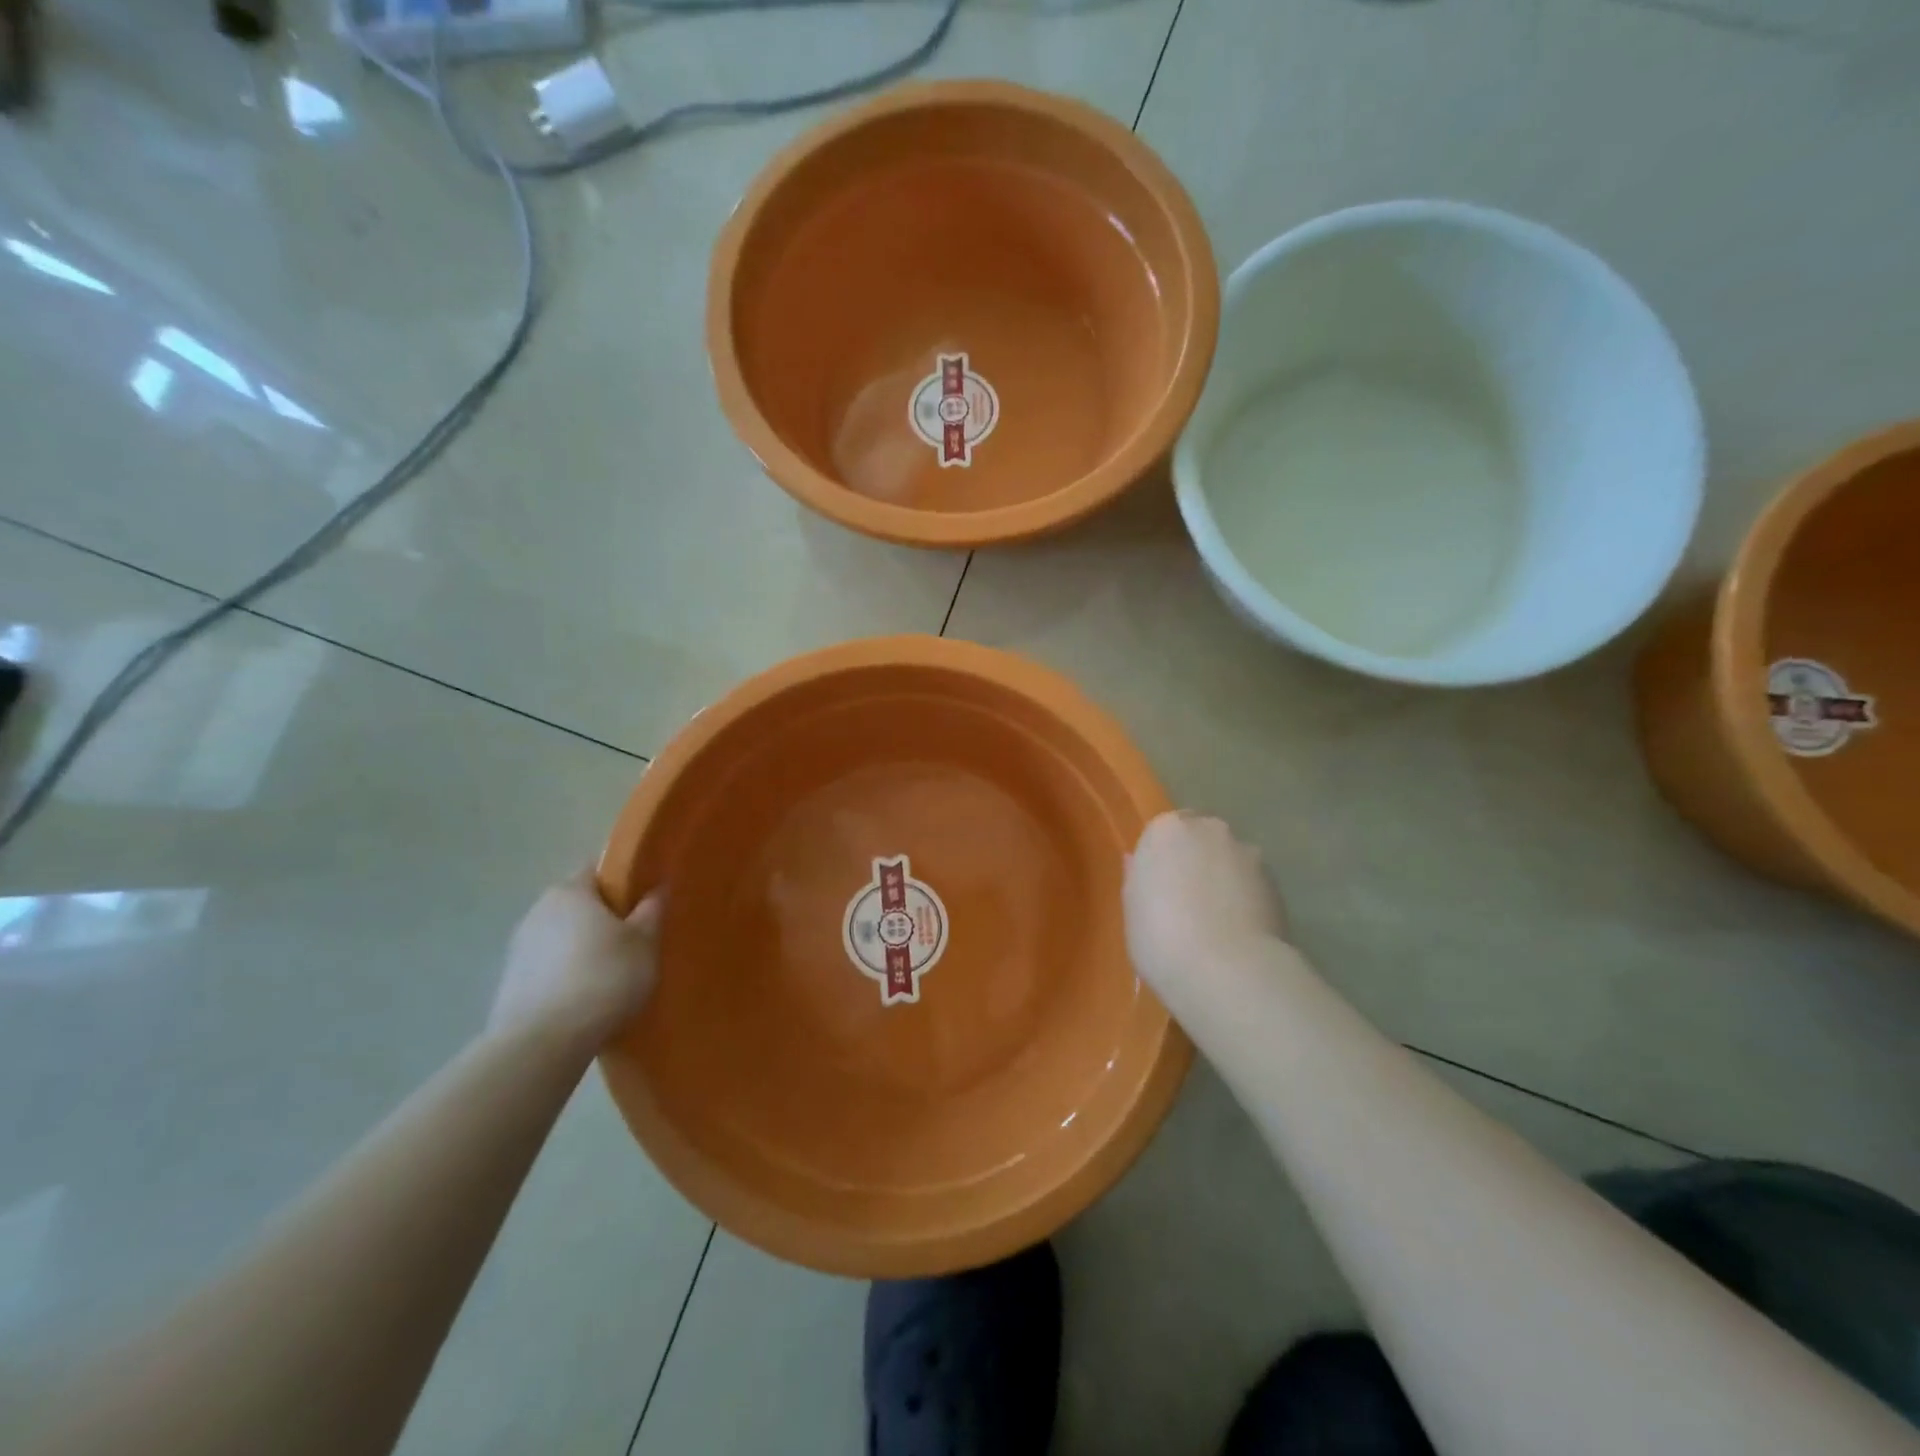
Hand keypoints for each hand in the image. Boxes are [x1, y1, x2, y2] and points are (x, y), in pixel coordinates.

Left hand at [490, 870, 663, 1044]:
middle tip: (633, 940)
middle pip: (578, 905)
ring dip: (583, 949)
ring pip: (561, 938)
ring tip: (611, 974)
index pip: (598, 870)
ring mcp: (518, 949)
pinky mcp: (509, 984)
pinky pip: (548, 968)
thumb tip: (655, 888)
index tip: (643, 902)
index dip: (623, 881)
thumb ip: (652, 910)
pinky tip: (586, 999)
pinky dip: (566, 976)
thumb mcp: (645, 942)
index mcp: (570, 891)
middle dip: (603, 918)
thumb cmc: (604, 978)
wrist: (543, 1042)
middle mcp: (538, 911)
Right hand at [1123, 812, 1284, 1006]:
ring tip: (1217, 923)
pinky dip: (1246, 900)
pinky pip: (1252, 885)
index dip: (1162, 859)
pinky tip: (1238, 934)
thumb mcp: (1132, 910)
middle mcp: (1210, 830)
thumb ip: (1138, 878)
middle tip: (1186, 901)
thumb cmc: (1161, 937)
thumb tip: (1138, 861)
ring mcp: (1248, 854)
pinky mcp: (1277, 883)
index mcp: (1166, 830)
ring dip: (1224, 879)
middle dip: (1196, 860)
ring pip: (1230, 860)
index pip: (1163, 831)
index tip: (1159, 886)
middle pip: (1201, 838)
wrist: (1227, 971)